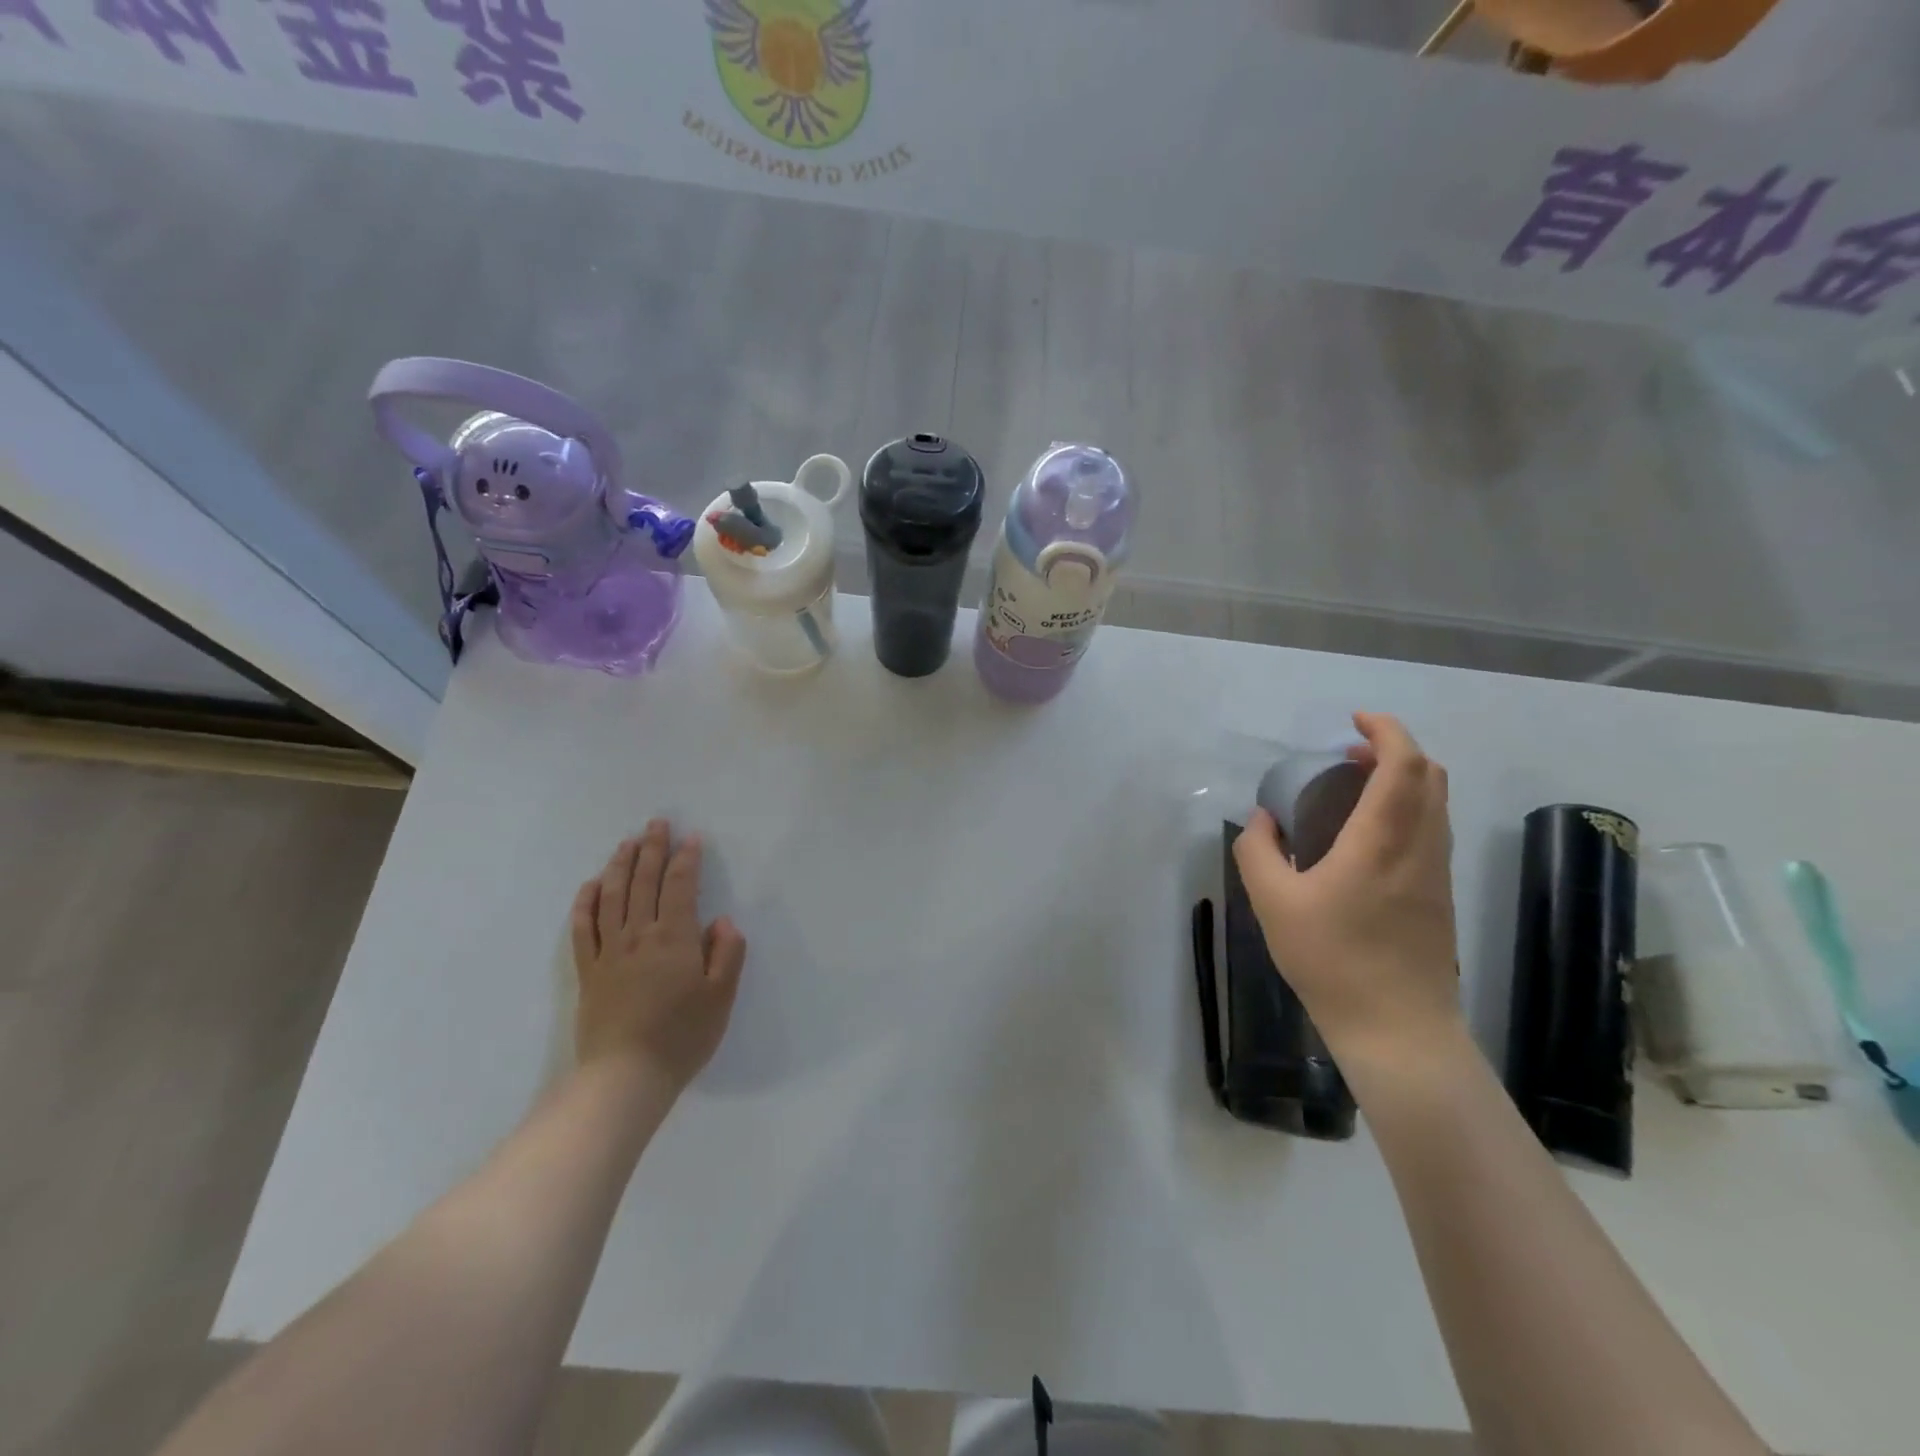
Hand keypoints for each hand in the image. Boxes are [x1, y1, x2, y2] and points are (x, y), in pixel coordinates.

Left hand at [570, 820, 746, 1092]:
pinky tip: (591, 886)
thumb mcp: (721, 997)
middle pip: (644, 882)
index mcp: (674, 938)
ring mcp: (609, 952)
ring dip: (620, 866)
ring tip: (627, 843)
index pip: (680, 886)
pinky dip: (586, 903)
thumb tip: (721, 921)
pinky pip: (583, 929)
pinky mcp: (588, 973)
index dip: (686, 859)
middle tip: (656, 824)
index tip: (692, 838)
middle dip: (652, 850)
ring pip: (612, 897)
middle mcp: (639, 935)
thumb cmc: (682, 1036)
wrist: (625, 1077)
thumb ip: (727, 954)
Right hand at [1232, 712, 1461, 1066]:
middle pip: (1430, 775)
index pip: (1404, 764)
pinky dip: (1407, 808)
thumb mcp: (1273, 903)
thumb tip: (1261, 819)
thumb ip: (1258, 850)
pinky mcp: (1440, 896)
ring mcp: (1436, 873)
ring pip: (1436, 803)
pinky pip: (1432, 830)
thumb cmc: (1331, 959)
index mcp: (1382, 840)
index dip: (1386, 730)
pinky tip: (1367, 834)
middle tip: (1349, 755)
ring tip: (1355, 788)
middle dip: (1395, 750)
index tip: (1354, 721)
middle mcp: (1420, 846)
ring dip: (1403, 779)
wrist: (1397, 1028)